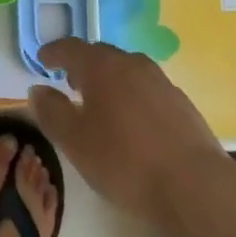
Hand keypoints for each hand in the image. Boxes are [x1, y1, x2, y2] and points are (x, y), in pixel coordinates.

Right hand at [29, 38, 228, 225]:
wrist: (196, 187)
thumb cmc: (125, 161)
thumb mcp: (74, 141)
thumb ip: (51, 112)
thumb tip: (39, 90)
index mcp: (101, 66)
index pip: (71, 48)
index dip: (54, 52)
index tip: (42, 60)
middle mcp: (131, 64)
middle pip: (101, 55)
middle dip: (82, 64)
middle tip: (70, 81)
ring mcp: (161, 82)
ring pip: (127, 70)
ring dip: (110, 79)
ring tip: (102, 102)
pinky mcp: (182, 104)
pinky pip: (147, 89)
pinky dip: (133, 96)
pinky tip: (134, 122)